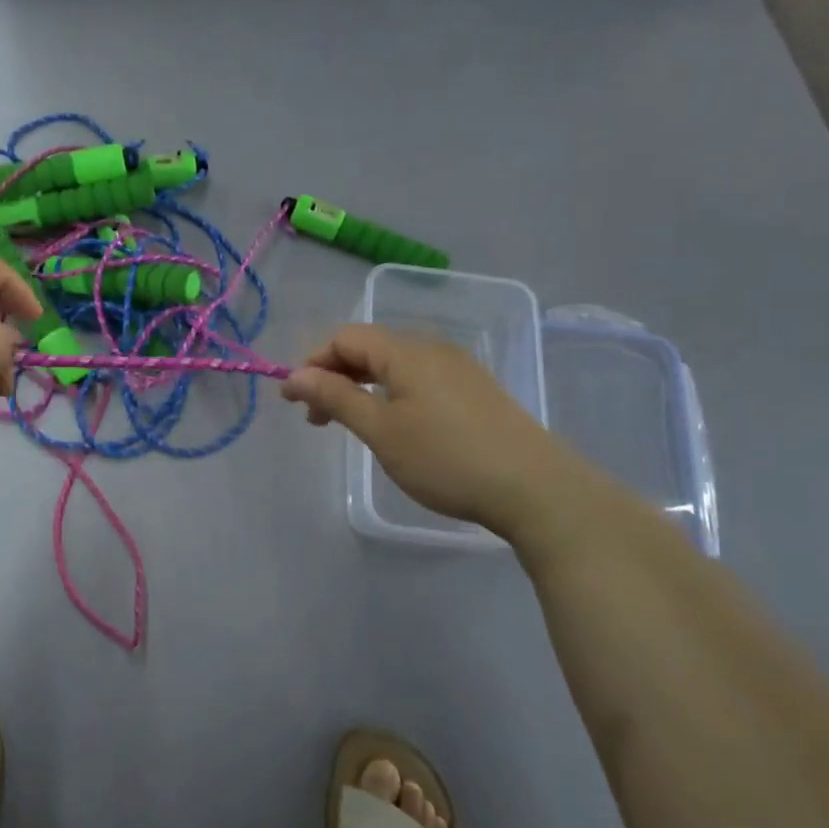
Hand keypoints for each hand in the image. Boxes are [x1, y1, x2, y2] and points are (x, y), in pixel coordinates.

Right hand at [281, 324, 582, 539]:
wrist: (535, 489)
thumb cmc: (446, 459)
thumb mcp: (381, 431)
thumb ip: (336, 397)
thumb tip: (295, 375)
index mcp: (406, 351)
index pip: (345, 338)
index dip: (313, 363)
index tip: (293, 401)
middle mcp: (432, 349)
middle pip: (369, 348)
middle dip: (334, 376)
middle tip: (316, 418)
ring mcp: (458, 368)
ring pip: (394, 365)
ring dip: (361, 387)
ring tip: (350, 424)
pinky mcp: (475, 390)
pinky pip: (418, 379)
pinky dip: (391, 394)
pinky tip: (394, 425)